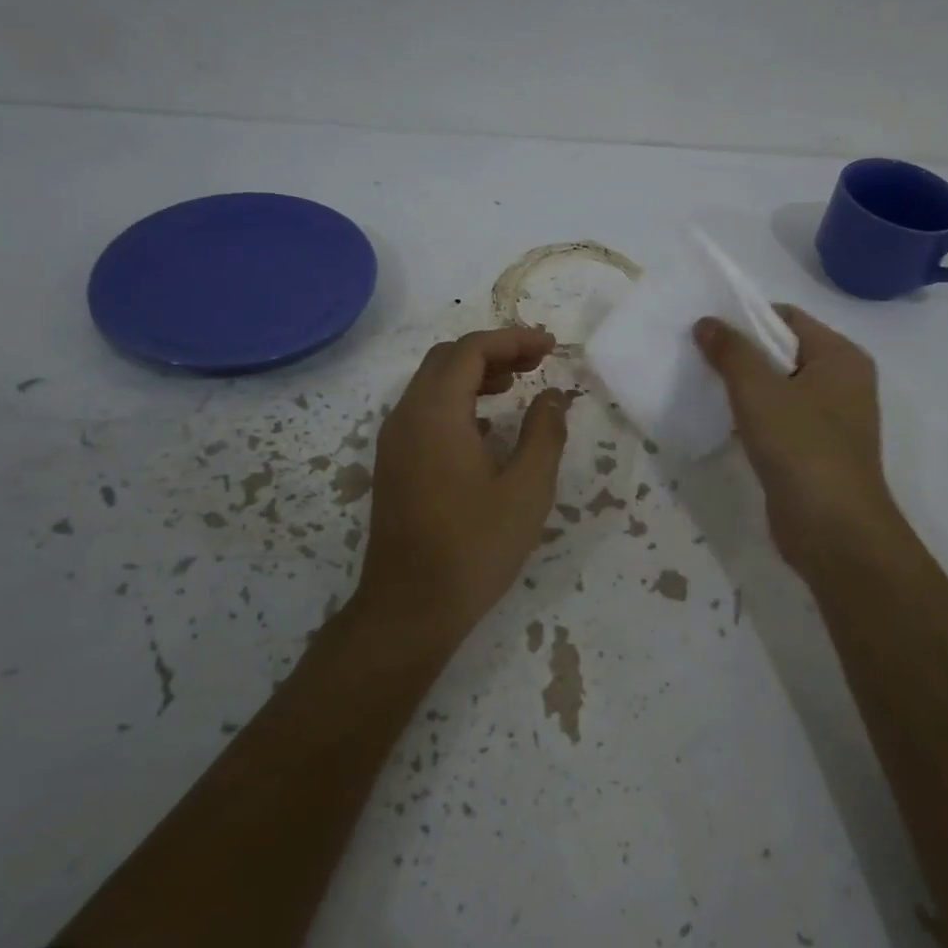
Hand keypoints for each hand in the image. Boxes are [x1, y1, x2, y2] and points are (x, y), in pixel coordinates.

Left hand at [359, 327, 570, 633]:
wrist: (410, 607)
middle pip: (447, 359)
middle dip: (494, 350)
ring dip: (474, 373)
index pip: (471, 350)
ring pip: (432, 383)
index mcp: (436, 413)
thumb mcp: (527, 490)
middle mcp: (406, 416)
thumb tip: (554, 396)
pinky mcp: (393, 463)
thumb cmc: (474, 547)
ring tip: (517, 383)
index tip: (550, 347)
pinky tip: (488, 424)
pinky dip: (458, 400)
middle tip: (537, 361)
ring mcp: (394, 440)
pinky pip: (424, 410)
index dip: (513, 339)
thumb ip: (545, 433)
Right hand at [694, 305, 902, 574]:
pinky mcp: (815, 450)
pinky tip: (721, 421)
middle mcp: (843, 381)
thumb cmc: (801, 447)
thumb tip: (706, 322)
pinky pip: (780, 419)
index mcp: (841, 357)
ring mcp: (831, 419)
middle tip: (696, 356)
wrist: (833, 530)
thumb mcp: (759, 391)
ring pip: (779, 388)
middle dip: (741, 353)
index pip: (789, 318)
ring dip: (744, 386)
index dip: (746, 318)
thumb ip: (731, 352)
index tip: (706, 329)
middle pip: (783, 351)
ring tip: (701, 384)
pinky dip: (753, 416)